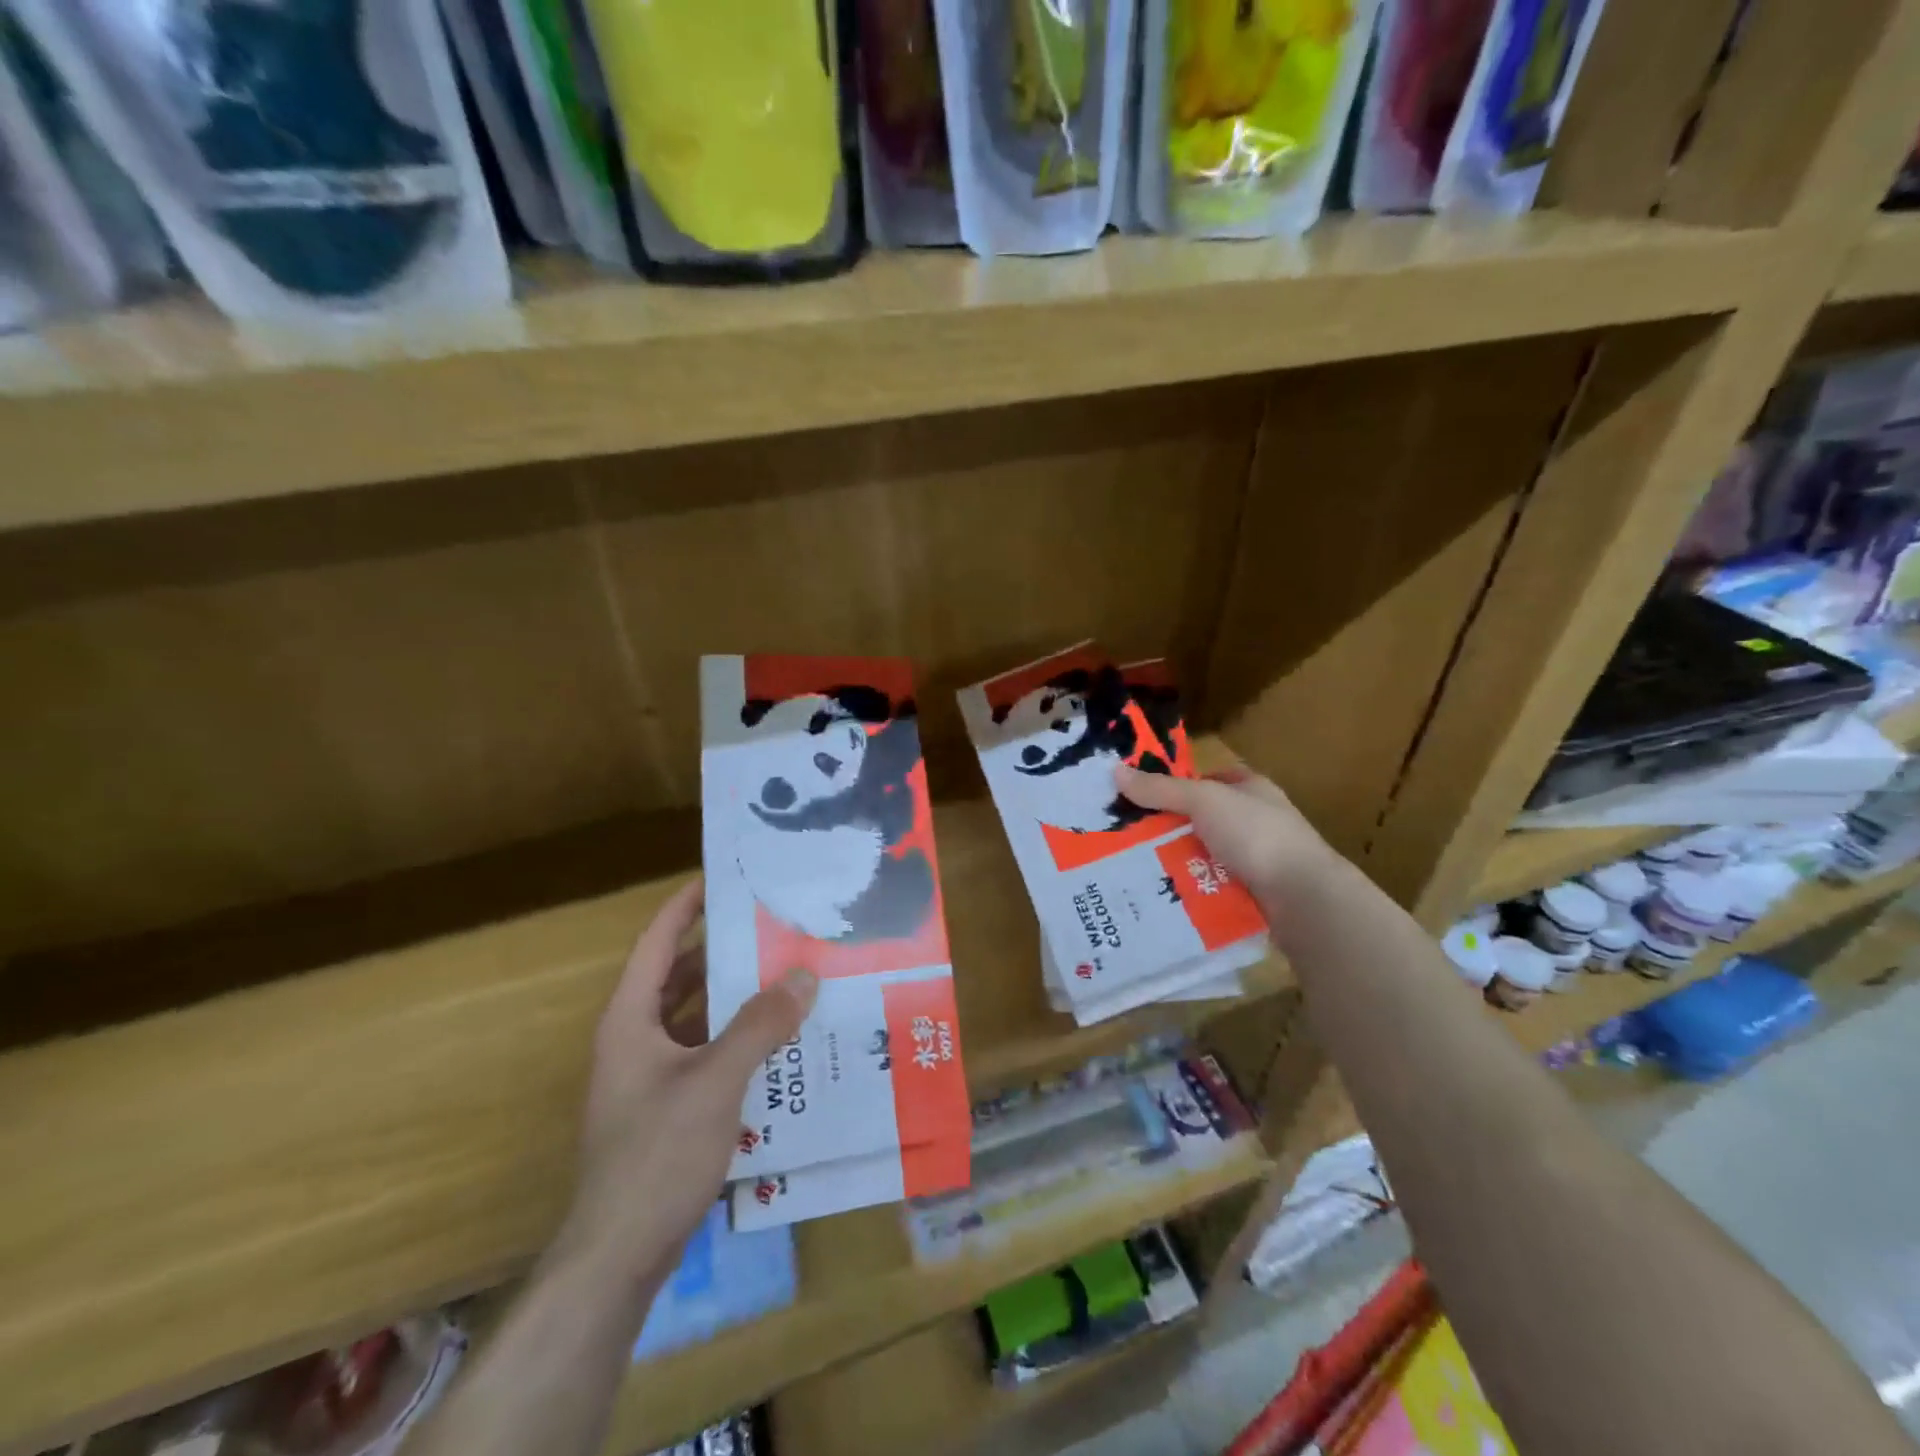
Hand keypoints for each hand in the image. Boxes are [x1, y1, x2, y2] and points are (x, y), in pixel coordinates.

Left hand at [560, 879, 817, 1287]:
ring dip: (734, 998)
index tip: (724, 877)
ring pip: (695, 1018)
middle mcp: (635, 1040)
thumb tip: (804, 975)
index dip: (686, 906)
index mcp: (630, 1020)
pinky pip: (705, 1054)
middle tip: (772, 927)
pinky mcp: (666, 1109)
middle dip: (722, 950)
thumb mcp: (715, 1081)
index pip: (657, 942)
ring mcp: (649, 1078)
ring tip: (784, 976)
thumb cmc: (657, 1155)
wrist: (618, 1258)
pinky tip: (777, 1042)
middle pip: (679, 977)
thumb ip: (760, 1025)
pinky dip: (736, 1039)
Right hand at [1115, 761, 1338, 916]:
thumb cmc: (1256, 835)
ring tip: (1134, 870)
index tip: (1140, 798)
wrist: (1302, 898)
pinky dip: (1188, 889)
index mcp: (1251, 790)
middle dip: (1167, 829)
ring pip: (1202, 856)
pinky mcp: (1251, 893)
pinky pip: (1209, 886)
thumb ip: (1161, 789)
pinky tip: (1161, 895)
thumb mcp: (1204, 801)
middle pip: (1199, 820)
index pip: (1207, 780)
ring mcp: (1255, 860)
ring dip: (1174, 862)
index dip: (1175, 785)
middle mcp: (1255, 821)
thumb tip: (1115, 771)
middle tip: (1126, 838)